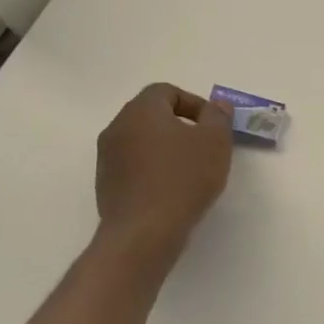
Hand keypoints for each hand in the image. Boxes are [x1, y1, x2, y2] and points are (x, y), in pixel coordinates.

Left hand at [95, 85, 232, 249]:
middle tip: (205, 146)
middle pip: (152, 115)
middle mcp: (117, 127)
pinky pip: (134, 166)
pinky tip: (172, 190)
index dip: (194, 103)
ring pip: (142, 141)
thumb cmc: (183, 178)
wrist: (144, 232)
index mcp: (141, 110)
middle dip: (181, 125)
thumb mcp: (215, 141)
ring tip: (191, 171)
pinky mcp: (106, 184)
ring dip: (167, 148)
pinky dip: (153, 170)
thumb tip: (217, 105)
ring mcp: (107, 157)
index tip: (213, 126)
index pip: (166, 91)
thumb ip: (218, 116)